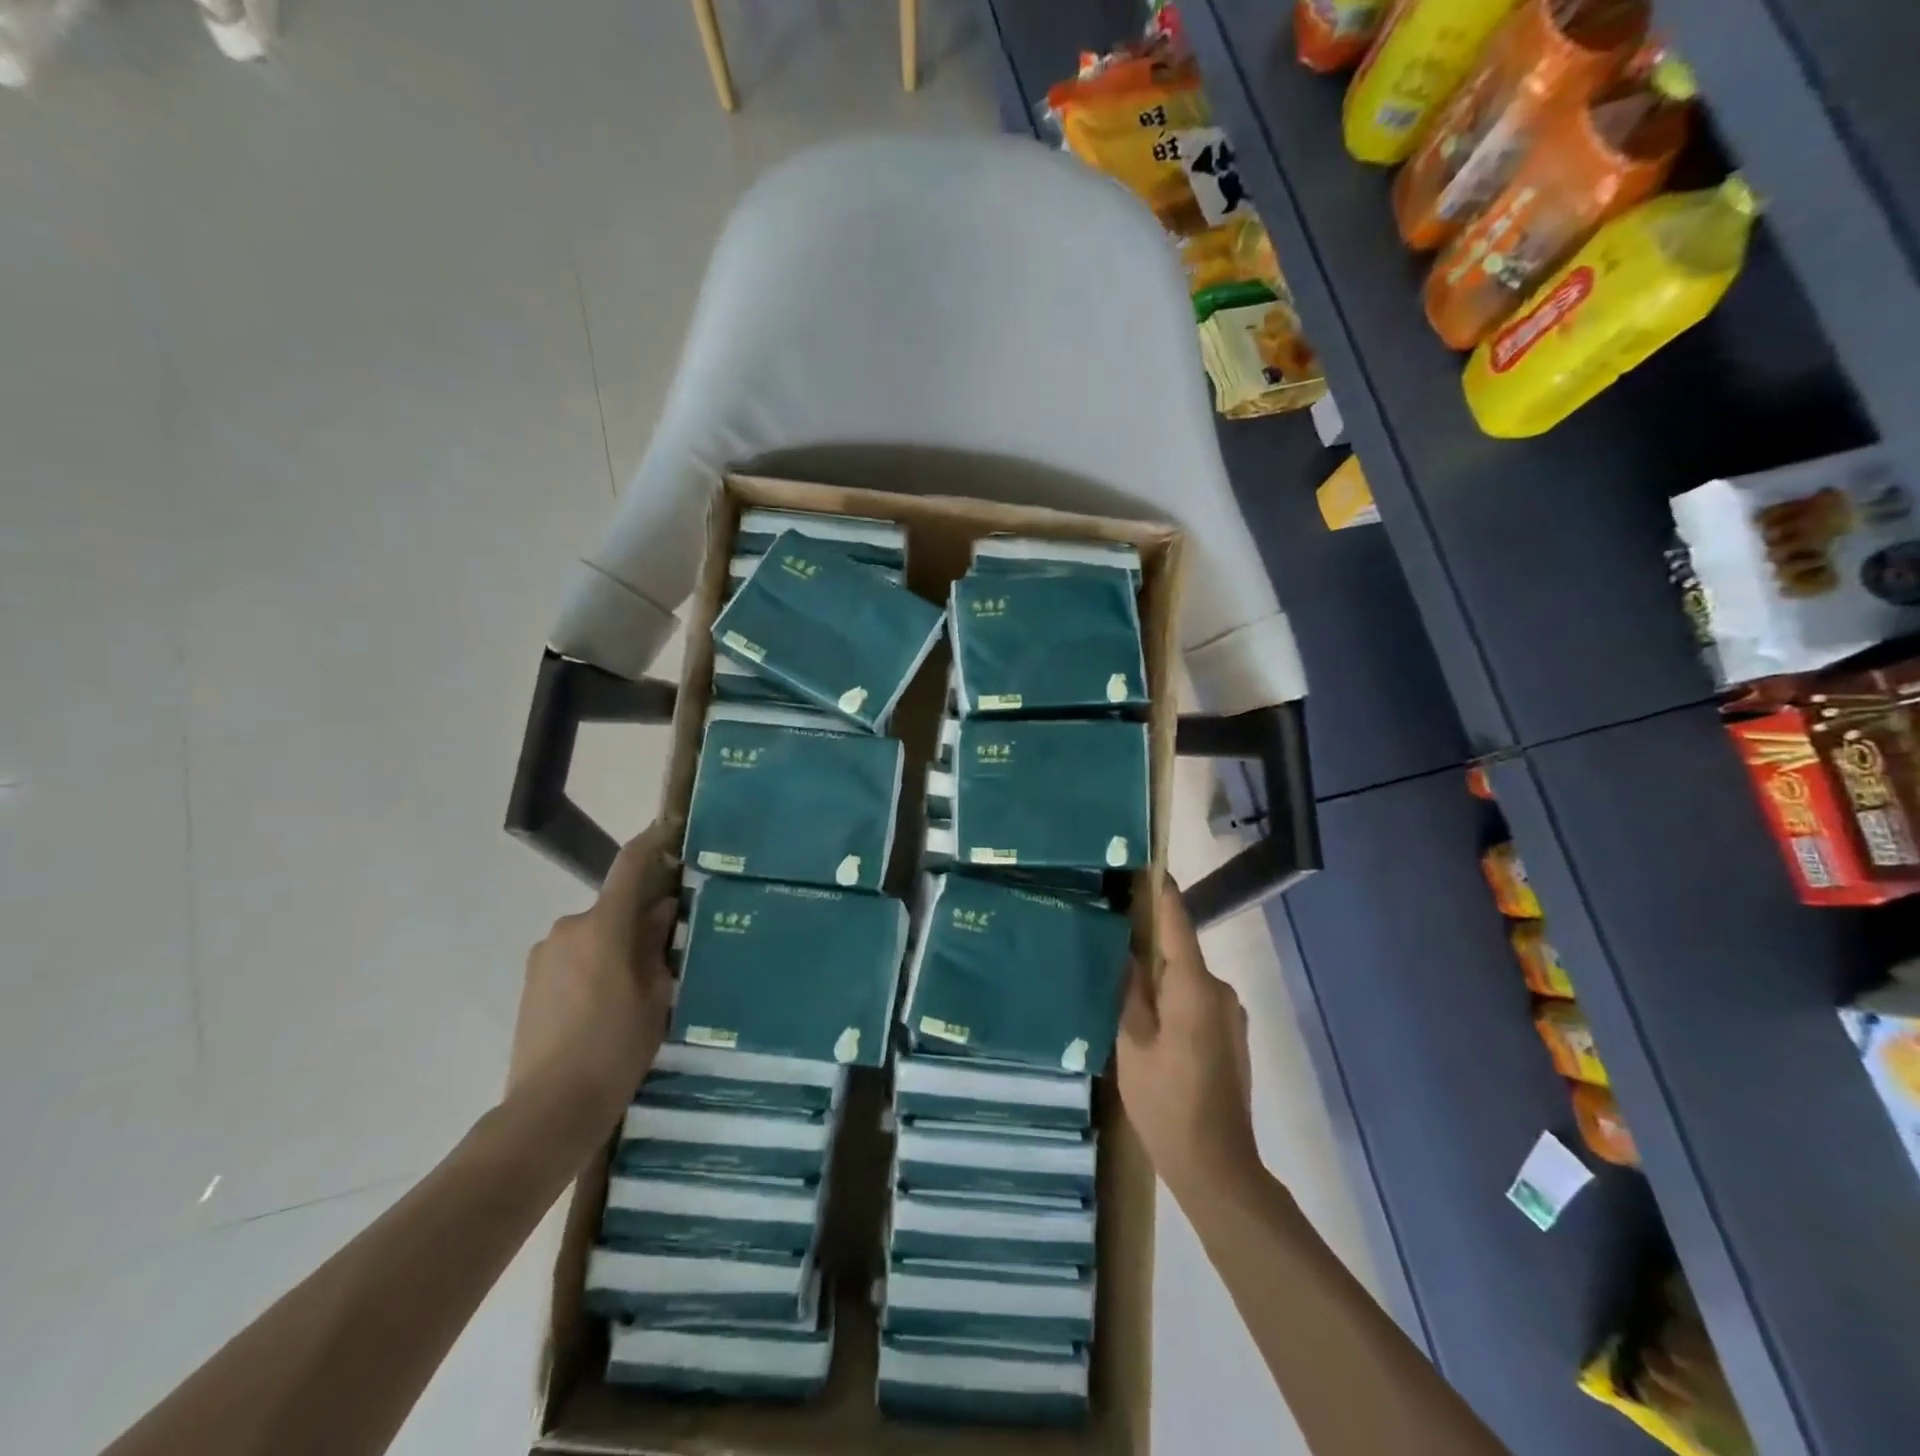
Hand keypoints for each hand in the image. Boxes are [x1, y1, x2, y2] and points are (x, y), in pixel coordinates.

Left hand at [508, 816, 681, 1123]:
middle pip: (613, 908)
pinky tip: (606, 1005)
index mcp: (603, 926)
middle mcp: (568, 928)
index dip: (651, 842)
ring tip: (636, 989)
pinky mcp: (531, 980)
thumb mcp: (655, 994)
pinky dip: (594, 965)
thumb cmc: (616, 1047)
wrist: (549, 1108)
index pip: (629, 866)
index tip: (669, 828)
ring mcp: (544, 954)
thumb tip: (660, 909)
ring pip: (594, 934)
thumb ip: (656, 943)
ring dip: (615, 946)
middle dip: (639, 919)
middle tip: (667, 951)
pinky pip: (573, 956)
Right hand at [1117, 880, 1261, 1204]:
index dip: (1161, 891)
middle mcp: (1219, 990)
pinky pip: (1196, 1000)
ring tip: (1120, 981)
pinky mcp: (1231, 1035)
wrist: (1218, 1167)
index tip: (1147, 863)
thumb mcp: (1131, 1044)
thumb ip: (1129, 991)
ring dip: (1159, 975)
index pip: (1176, 923)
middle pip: (1179, 951)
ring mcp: (1230, 1014)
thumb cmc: (1166, 1102)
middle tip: (1109, 933)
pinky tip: (1148, 1018)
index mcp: (1192, 986)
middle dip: (1148, 940)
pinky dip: (1173, 997)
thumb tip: (1128, 952)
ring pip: (1186, 978)